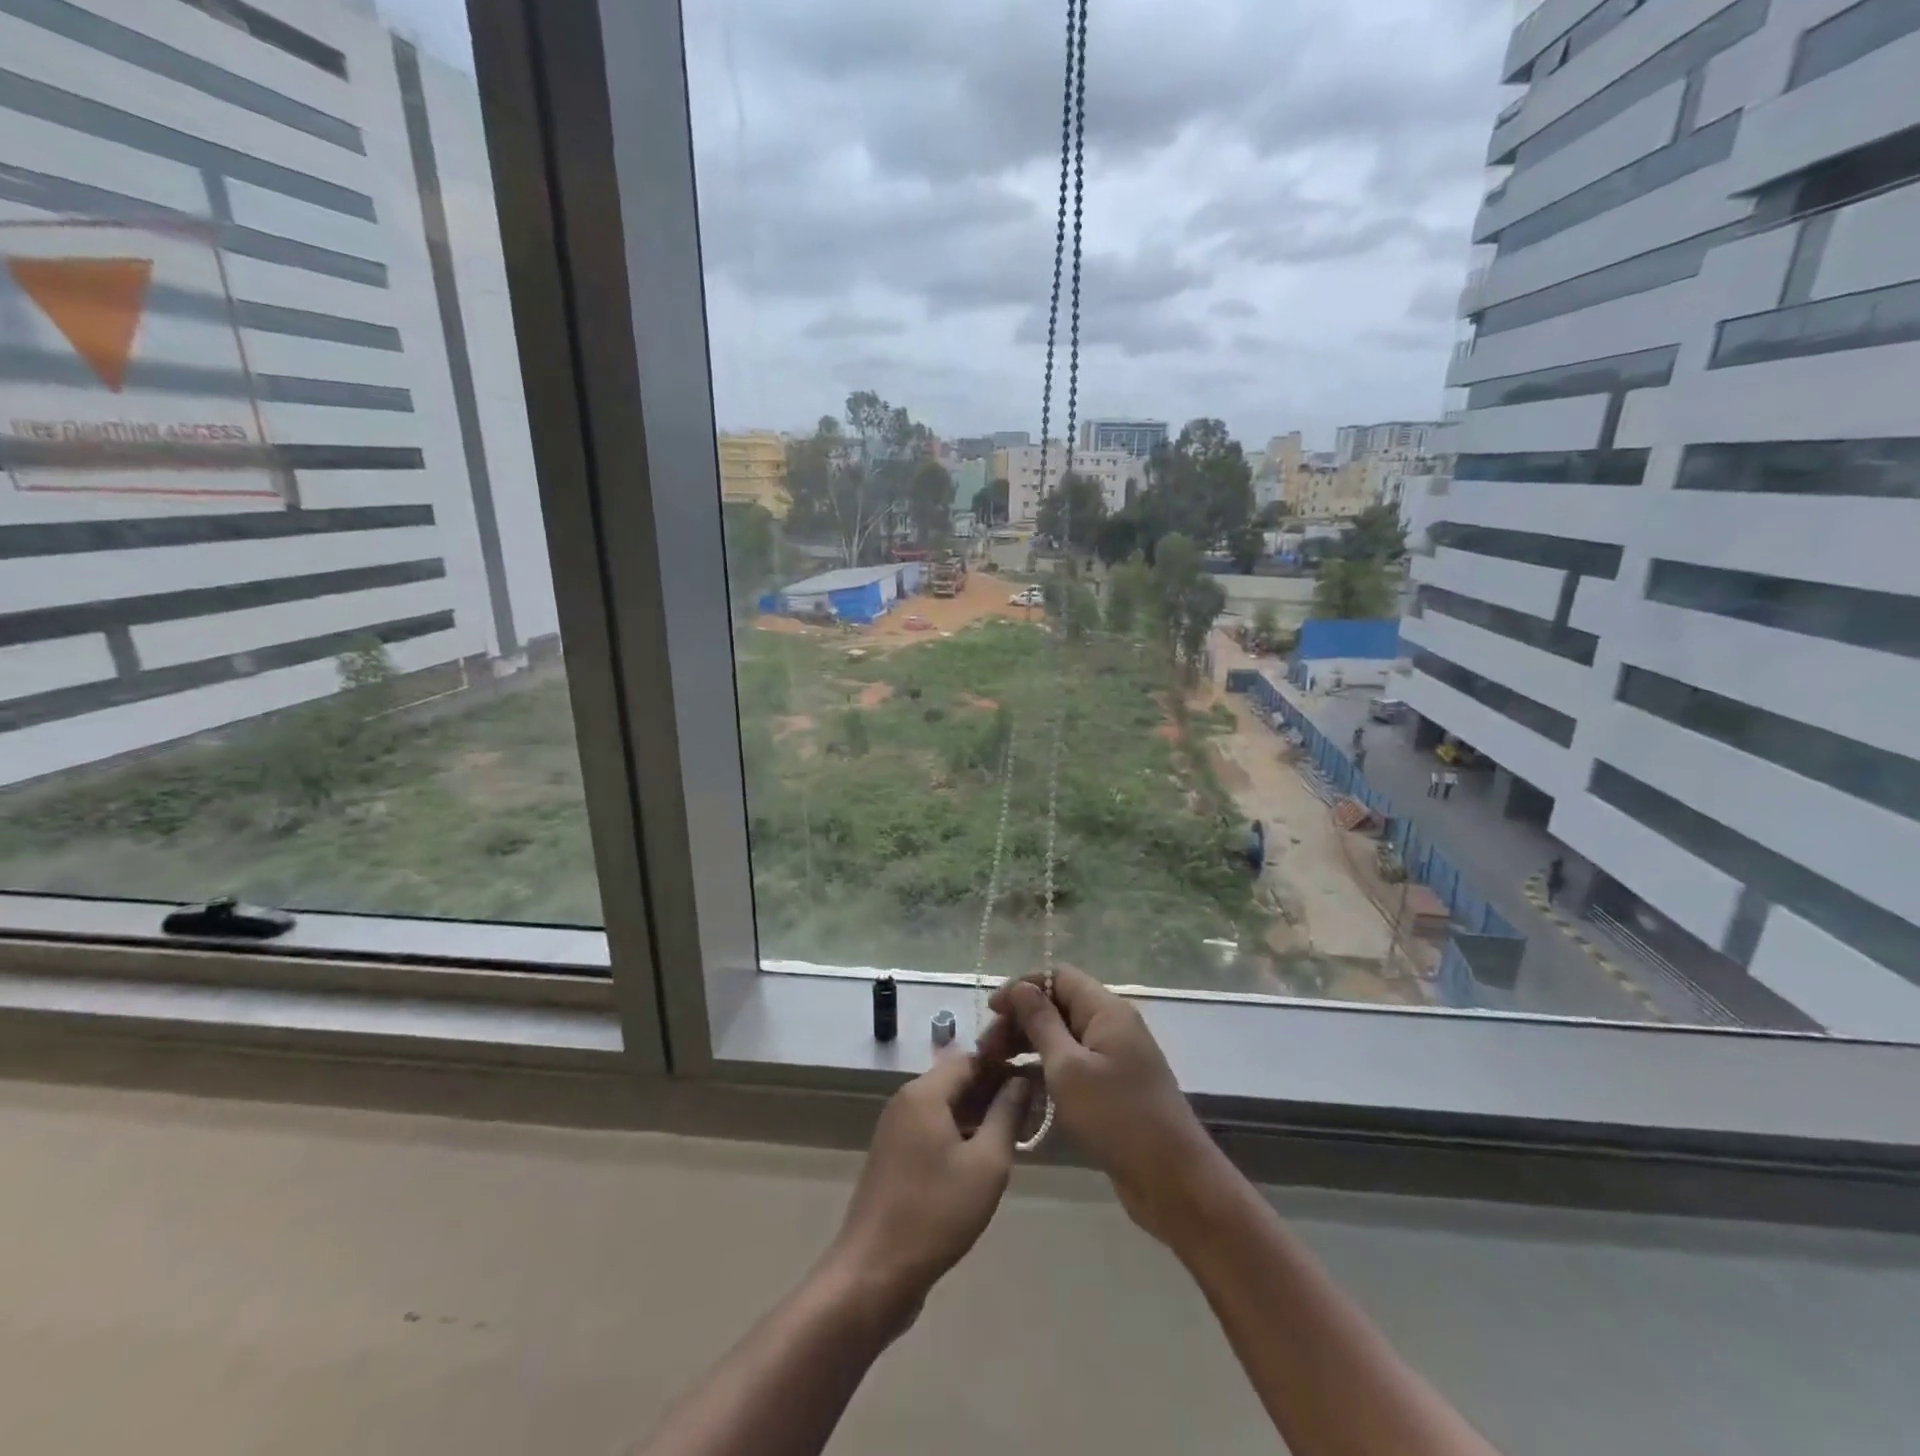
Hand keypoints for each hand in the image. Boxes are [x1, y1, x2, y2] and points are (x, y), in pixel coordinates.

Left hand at [824, 1052, 1029, 1318]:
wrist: (874, 1272)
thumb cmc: (935, 1213)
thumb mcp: (986, 1165)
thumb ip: (1007, 1115)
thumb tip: (1021, 1081)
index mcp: (924, 1093)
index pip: (970, 1058)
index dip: (1004, 1066)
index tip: (1035, 1082)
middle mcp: (906, 1101)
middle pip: (956, 1081)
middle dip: (993, 1091)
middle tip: (1031, 1113)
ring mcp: (895, 1129)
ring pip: (945, 1106)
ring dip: (978, 1115)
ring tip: (1015, 1136)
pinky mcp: (893, 1156)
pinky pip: (932, 1129)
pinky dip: (959, 1134)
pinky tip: (983, 1159)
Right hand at [989, 966, 1221, 1244]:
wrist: (1173, 1180)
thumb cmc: (1117, 1117)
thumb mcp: (1068, 1068)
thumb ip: (1041, 1024)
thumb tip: (1021, 987)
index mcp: (1105, 1010)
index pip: (1058, 977)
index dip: (1023, 987)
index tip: (991, 1011)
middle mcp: (1111, 1026)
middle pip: (1058, 1006)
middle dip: (1021, 1021)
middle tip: (987, 1050)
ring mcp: (1114, 1058)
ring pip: (1063, 1037)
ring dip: (1029, 1047)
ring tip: (997, 1070)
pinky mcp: (1113, 1088)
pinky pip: (1073, 1065)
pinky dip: (1046, 1071)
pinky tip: (1023, 1091)